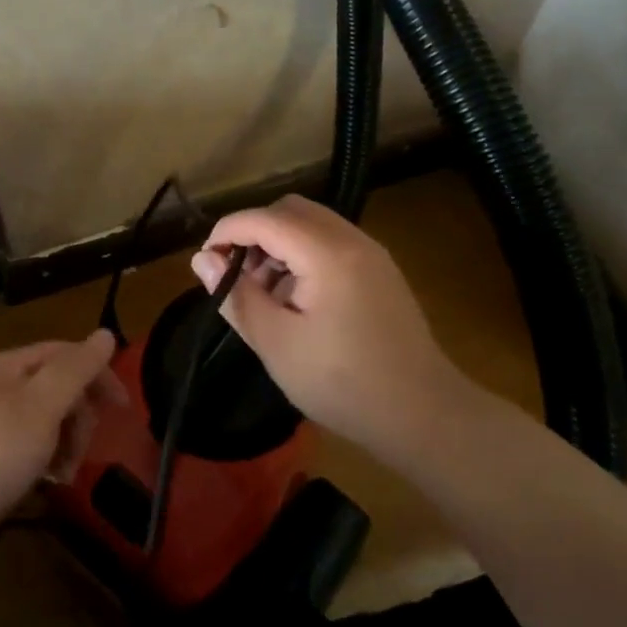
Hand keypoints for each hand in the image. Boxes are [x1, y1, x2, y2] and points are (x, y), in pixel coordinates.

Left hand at [0, 331, 123, 575]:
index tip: (123, 408)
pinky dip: (47, 460)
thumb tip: (106, 333)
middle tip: (83, 450)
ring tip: (65, 474)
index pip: (68, 354)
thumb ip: (76, 370)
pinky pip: (31, 446)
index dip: (99, 374)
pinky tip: (48, 482)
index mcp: (13, 366)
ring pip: (48, 420)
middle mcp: (2, 386)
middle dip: (81, 417)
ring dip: (67, 443)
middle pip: (59, 388)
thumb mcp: (42, 406)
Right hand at [191, 195, 471, 455]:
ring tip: (262, 292)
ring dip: (278, 244)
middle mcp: (352, 240)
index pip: (265, 219)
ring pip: (311, 224)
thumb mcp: (276, 343)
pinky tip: (294, 299)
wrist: (424, 416)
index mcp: (327, 254)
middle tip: (235, 275)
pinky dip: (302, 255)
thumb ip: (236, 295)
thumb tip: (202, 259)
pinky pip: (331, 243)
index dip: (227, 231)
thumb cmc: (343, 383)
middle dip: (254, 233)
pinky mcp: (380, 272)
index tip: (204, 261)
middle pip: (290, 210)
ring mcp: (371, 254)